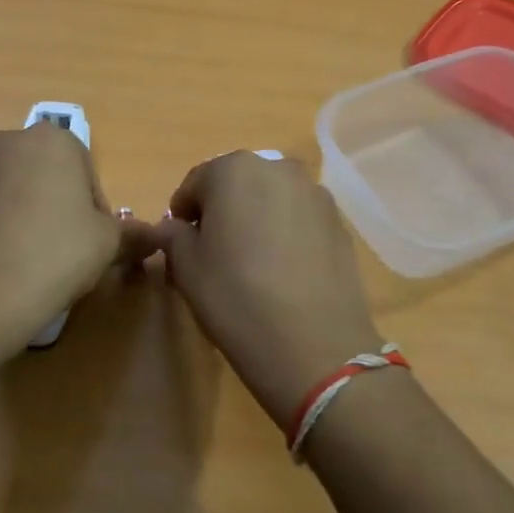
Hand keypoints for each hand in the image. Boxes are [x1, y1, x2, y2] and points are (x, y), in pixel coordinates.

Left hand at [0, 126, 155, 343]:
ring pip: (7, 191)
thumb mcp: (109, 244)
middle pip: (43, 175)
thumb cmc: (57, 254)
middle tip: (61, 249)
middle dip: (54, 205)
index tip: (90, 241)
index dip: (92, 208)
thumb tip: (156, 237)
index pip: (84, 171)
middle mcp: (5, 143)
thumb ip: (135, 234)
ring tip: (26, 260)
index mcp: (52, 141)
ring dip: (20, 214)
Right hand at [153, 152, 382, 426]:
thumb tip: (175, 228)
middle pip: (238, 184)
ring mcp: (315, 194)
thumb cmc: (236, 297)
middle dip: (223, 211)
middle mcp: (278, 168)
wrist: (313, 344)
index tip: (180, 244)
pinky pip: (300, 219)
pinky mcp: (340, 223)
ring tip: (253, 263)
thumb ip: (173, 236)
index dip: (183, 213)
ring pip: (272, 199)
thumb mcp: (186, 268)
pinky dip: (287, 233)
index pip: (196, 183)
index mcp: (233, 169)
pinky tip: (283, 271)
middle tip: (215, 252)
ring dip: (257, 219)